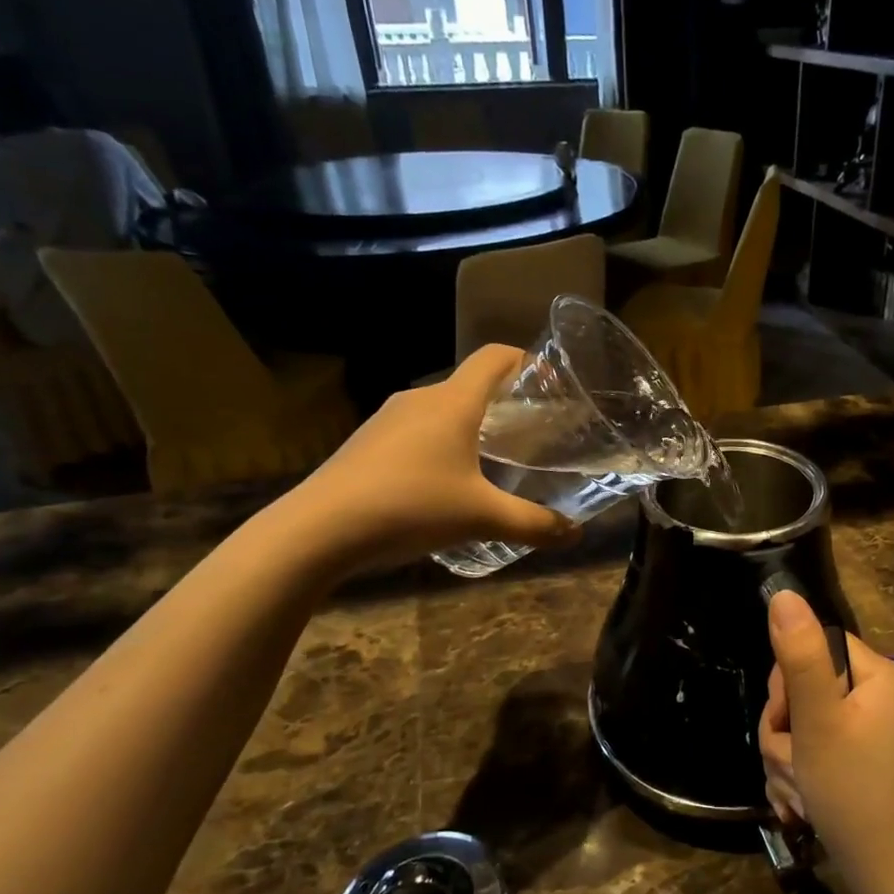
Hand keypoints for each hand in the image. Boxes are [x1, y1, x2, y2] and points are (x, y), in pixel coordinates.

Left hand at [278, 345, 579, 573]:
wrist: (317, 530)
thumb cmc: (411, 507)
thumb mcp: (482, 518)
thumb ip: (534, 525)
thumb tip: (576, 535)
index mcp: (452, 402)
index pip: (493, 358)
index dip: (524, 360)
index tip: (548, 381)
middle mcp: (419, 400)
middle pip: (468, 386)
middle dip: (502, 405)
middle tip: (529, 436)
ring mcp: (386, 420)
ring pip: (440, 412)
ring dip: (468, 429)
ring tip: (491, 464)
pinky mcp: (365, 444)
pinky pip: (414, 433)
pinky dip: (439, 447)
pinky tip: (443, 486)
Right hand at [759, 592, 893, 893]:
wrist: (892, 881)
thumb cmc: (854, 794)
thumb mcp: (818, 722)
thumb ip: (799, 656)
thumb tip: (784, 594)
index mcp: (881, 676)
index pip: (816, 646)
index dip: (788, 680)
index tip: (786, 719)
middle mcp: (882, 697)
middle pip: (806, 688)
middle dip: (785, 730)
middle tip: (792, 765)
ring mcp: (874, 733)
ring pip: (804, 725)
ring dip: (787, 759)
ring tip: (800, 794)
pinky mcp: (864, 764)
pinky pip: (818, 752)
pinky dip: (802, 776)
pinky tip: (803, 806)